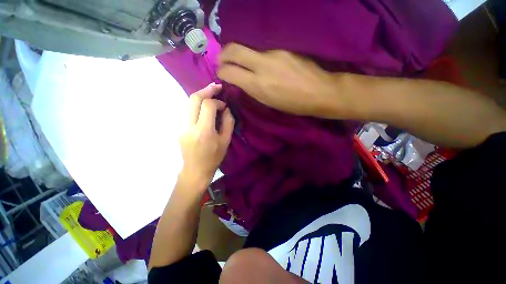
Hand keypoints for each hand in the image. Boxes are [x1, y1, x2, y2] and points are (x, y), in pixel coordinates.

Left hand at [179, 83, 234, 190]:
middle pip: (194, 99)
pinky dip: (196, 104)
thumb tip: (226, 109)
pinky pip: (187, 110)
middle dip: (206, 90)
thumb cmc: (213, 157)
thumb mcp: (226, 141)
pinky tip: (203, 105)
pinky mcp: (179, 127)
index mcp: (204, 131)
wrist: (195, 170)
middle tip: (216, 87)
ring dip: (200, 95)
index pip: (208, 106)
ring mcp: (181, 126)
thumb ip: (228, 123)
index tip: (224, 106)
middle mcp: (189, 126)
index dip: (217, 102)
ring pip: (188, 103)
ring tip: (210, 92)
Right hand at [217, 43, 347, 117]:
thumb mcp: (268, 102)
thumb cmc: (293, 105)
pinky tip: (264, 66)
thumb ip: (252, 90)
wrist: (320, 92)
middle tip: (223, 61)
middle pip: (234, 50)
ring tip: (246, 66)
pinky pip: (264, 52)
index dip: (221, 71)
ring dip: (243, 57)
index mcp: (258, 85)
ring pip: (250, 50)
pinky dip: (258, 58)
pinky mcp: (283, 49)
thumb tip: (240, 81)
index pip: (230, 71)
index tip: (221, 73)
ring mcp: (274, 54)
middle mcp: (262, 65)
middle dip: (224, 54)